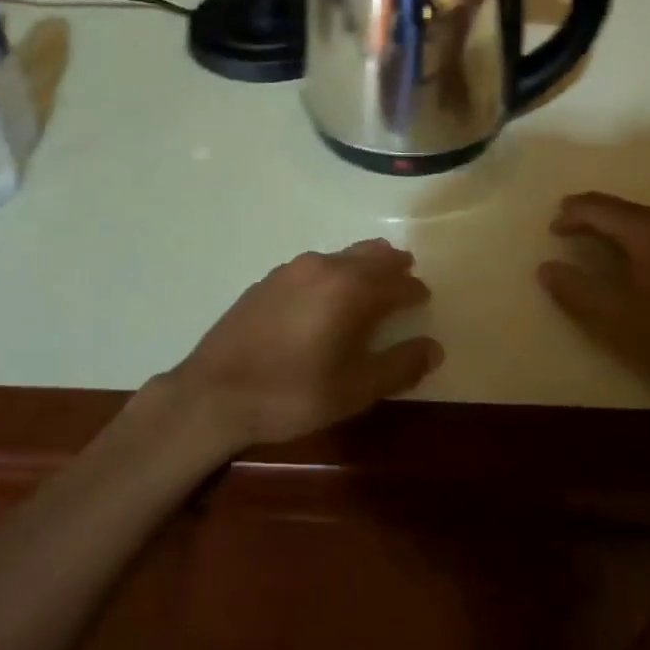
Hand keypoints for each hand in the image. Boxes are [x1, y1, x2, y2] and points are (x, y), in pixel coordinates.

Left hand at [168, 240, 442, 452]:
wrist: (215, 392)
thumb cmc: (293, 392)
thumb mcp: (355, 389)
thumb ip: (399, 366)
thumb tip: (434, 348)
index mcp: (349, 289)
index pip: (395, 282)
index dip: (414, 290)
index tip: (424, 296)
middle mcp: (322, 268)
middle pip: (368, 256)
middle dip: (391, 265)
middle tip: (405, 273)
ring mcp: (290, 271)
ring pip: (338, 256)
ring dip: (361, 264)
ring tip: (371, 278)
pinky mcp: (266, 281)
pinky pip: (313, 266)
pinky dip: (332, 272)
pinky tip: (326, 293)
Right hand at [537, 192, 649, 426]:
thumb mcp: (618, 321)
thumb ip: (576, 291)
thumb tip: (547, 267)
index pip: (600, 208)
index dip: (570, 215)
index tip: (549, 231)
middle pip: (623, 210)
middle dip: (590, 218)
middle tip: (563, 232)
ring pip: (643, 223)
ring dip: (613, 230)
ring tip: (589, 246)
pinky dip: (635, 241)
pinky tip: (629, 263)